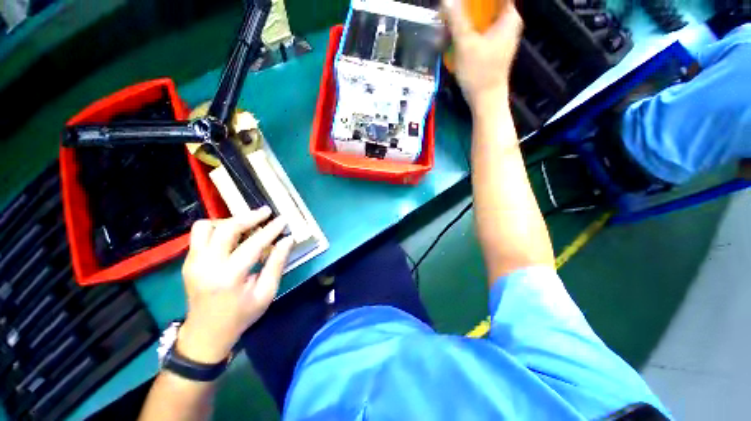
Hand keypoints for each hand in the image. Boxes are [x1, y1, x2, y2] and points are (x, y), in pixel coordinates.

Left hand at [178, 208, 293, 363]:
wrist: (206, 333)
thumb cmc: (241, 315)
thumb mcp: (266, 293)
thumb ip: (277, 263)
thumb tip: (287, 240)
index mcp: (229, 277)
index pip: (253, 244)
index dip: (270, 229)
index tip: (283, 219)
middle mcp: (206, 265)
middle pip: (225, 229)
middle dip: (248, 217)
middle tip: (266, 213)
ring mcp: (193, 262)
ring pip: (205, 227)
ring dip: (229, 221)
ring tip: (246, 225)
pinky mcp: (188, 261)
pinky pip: (200, 235)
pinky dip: (218, 229)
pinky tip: (233, 236)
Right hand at [443, 0, 522, 112]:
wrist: (485, 100)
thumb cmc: (479, 72)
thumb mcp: (465, 44)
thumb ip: (457, 19)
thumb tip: (446, 0)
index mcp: (509, 17)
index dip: (477, 0)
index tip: (463, 2)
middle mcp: (509, 23)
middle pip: (489, 5)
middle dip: (470, 6)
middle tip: (453, 8)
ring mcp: (502, 36)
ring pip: (485, 17)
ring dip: (468, 17)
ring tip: (451, 19)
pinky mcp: (494, 48)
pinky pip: (483, 29)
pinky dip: (471, 28)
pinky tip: (458, 33)